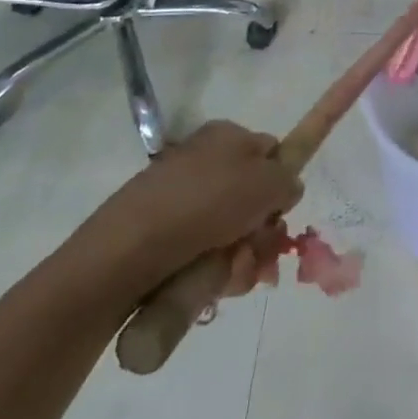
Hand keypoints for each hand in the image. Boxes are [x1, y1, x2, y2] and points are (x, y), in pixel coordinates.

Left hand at [93, 121, 301, 277]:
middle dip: (263, 233)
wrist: (129, 249)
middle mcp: (206, 161)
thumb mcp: (267, 181)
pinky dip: (215, 271)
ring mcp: (183, 198)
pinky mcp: (165, 234)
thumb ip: (288, 180)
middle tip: (258, 254)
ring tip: (230, 274)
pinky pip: (206, 253)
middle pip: (254, 200)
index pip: (272, 153)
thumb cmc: (206, 202)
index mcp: (228, 136)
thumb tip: (287, 188)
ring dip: (243, 259)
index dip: (281, 184)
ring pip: (234, 233)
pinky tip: (211, 283)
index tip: (280, 212)